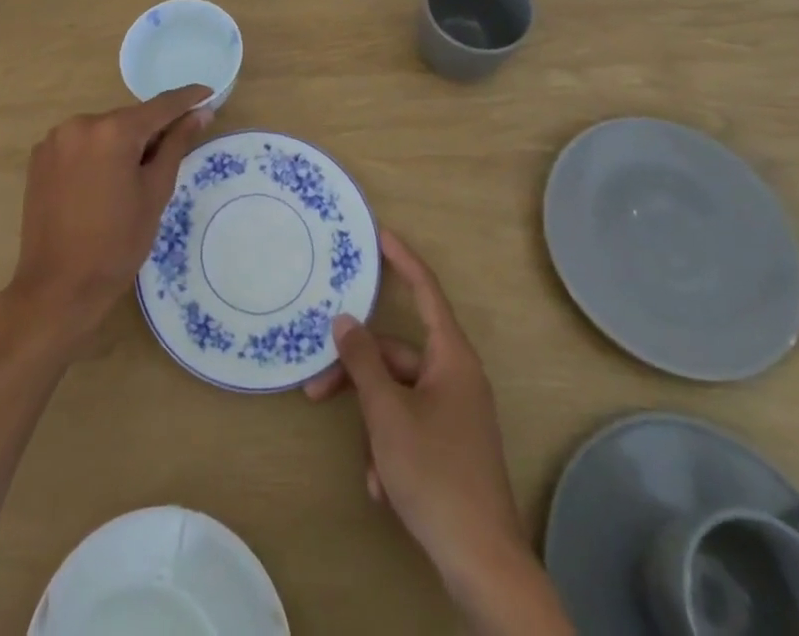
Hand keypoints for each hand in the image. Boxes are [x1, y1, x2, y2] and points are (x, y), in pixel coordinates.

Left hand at [7, 86, 212, 338]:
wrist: (58, 288)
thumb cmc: (117, 243)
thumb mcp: (155, 192)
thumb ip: (176, 145)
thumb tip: (201, 113)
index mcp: (112, 130)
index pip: (160, 105)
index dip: (188, 99)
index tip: (209, 94)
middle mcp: (80, 123)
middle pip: (129, 118)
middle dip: (152, 131)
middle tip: (172, 154)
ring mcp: (55, 139)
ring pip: (104, 131)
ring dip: (123, 143)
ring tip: (133, 178)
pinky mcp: (40, 157)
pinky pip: (80, 144)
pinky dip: (97, 153)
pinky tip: (103, 183)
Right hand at [305, 229, 531, 605]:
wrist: (483, 563)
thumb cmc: (435, 473)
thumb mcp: (388, 414)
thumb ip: (363, 363)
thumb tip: (344, 320)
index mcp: (451, 357)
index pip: (425, 290)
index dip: (402, 260)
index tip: (379, 235)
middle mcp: (456, 377)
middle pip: (397, 356)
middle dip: (358, 375)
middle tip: (316, 390)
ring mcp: (456, 414)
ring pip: (399, 397)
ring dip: (374, 425)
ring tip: (368, 467)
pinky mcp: (452, 447)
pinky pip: (410, 428)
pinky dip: (391, 449)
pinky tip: (384, 487)